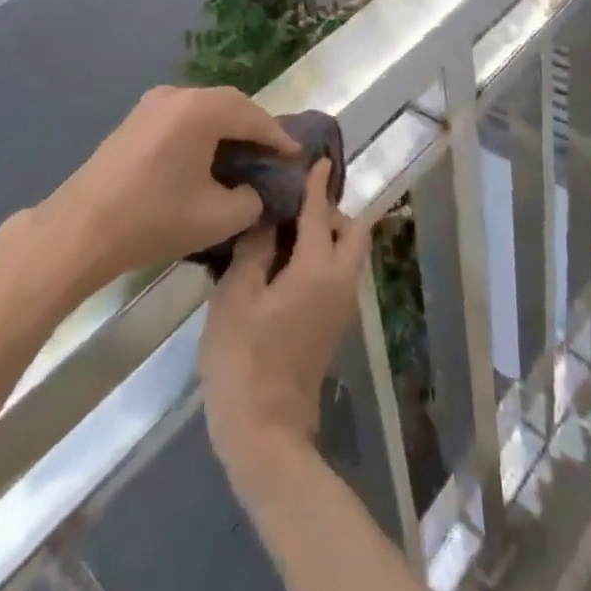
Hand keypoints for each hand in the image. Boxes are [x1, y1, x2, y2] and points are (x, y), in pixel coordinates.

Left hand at [47, 85, 298, 284]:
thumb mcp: (218, 218)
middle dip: (255, 127)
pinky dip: (204, 130)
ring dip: (228, 127)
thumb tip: (253, 191)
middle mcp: (178, 94)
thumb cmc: (154, 220)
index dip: (279, 137)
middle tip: (274, 153)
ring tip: (245, 154)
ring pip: (205, 108)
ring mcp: (152, 103)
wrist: (80, 230)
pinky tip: (209, 155)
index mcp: (201, 110)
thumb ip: (251, 200)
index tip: (297, 155)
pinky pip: (183, 116)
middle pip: (230, 104)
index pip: (254, 117)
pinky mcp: (136, 119)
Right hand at [199, 164, 372, 487]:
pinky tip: (287, 259)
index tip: (319, 160)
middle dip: (332, 210)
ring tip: (287, 225)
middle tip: (295, 201)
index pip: (321, 214)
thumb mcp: (237, 295)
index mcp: (317, 269)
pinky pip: (338, 273)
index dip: (317, 185)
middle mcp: (340, 282)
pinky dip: (323, 255)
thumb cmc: (243, 357)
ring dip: (329, 233)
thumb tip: (268, 216)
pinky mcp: (333, 324)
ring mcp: (341, 307)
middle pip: (353, 232)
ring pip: (348, 254)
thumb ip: (255, 248)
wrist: (264, 430)